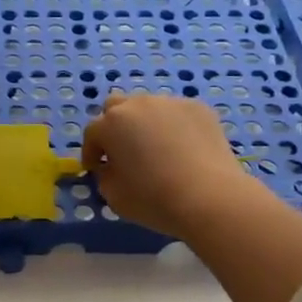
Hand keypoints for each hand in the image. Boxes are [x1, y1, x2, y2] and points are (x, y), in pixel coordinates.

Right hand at [82, 93, 260, 237]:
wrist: (210, 197)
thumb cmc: (153, 199)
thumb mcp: (113, 195)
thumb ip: (105, 175)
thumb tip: (111, 166)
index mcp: (111, 123)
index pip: (92, 132)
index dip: (92, 152)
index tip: (97, 168)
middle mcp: (138, 104)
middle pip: (117, 108)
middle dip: (114, 127)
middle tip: (123, 152)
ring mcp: (171, 103)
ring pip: (148, 108)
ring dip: (145, 125)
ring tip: (157, 150)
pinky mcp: (199, 108)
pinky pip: (176, 114)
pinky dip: (173, 127)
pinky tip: (183, 150)